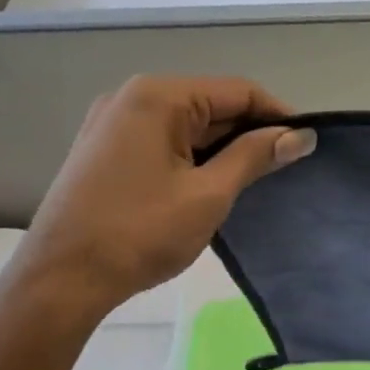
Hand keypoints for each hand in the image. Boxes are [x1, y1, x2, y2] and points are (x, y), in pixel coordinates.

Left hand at [0, 76, 313, 348]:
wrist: (62, 278)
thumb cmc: (140, 233)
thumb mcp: (208, 195)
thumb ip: (255, 157)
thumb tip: (299, 136)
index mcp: (158, 97)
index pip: (237, 91)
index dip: (278, 115)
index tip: (308, 145)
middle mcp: (132, 98)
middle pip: (210, 105)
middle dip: (251, 134)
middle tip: (287, 169)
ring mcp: (114, 124)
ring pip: (187, 126)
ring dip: (224, 149)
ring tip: (258, 182)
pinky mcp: (106, 152)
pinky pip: (164, 143)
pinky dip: (195, 159)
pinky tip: (214, 187)